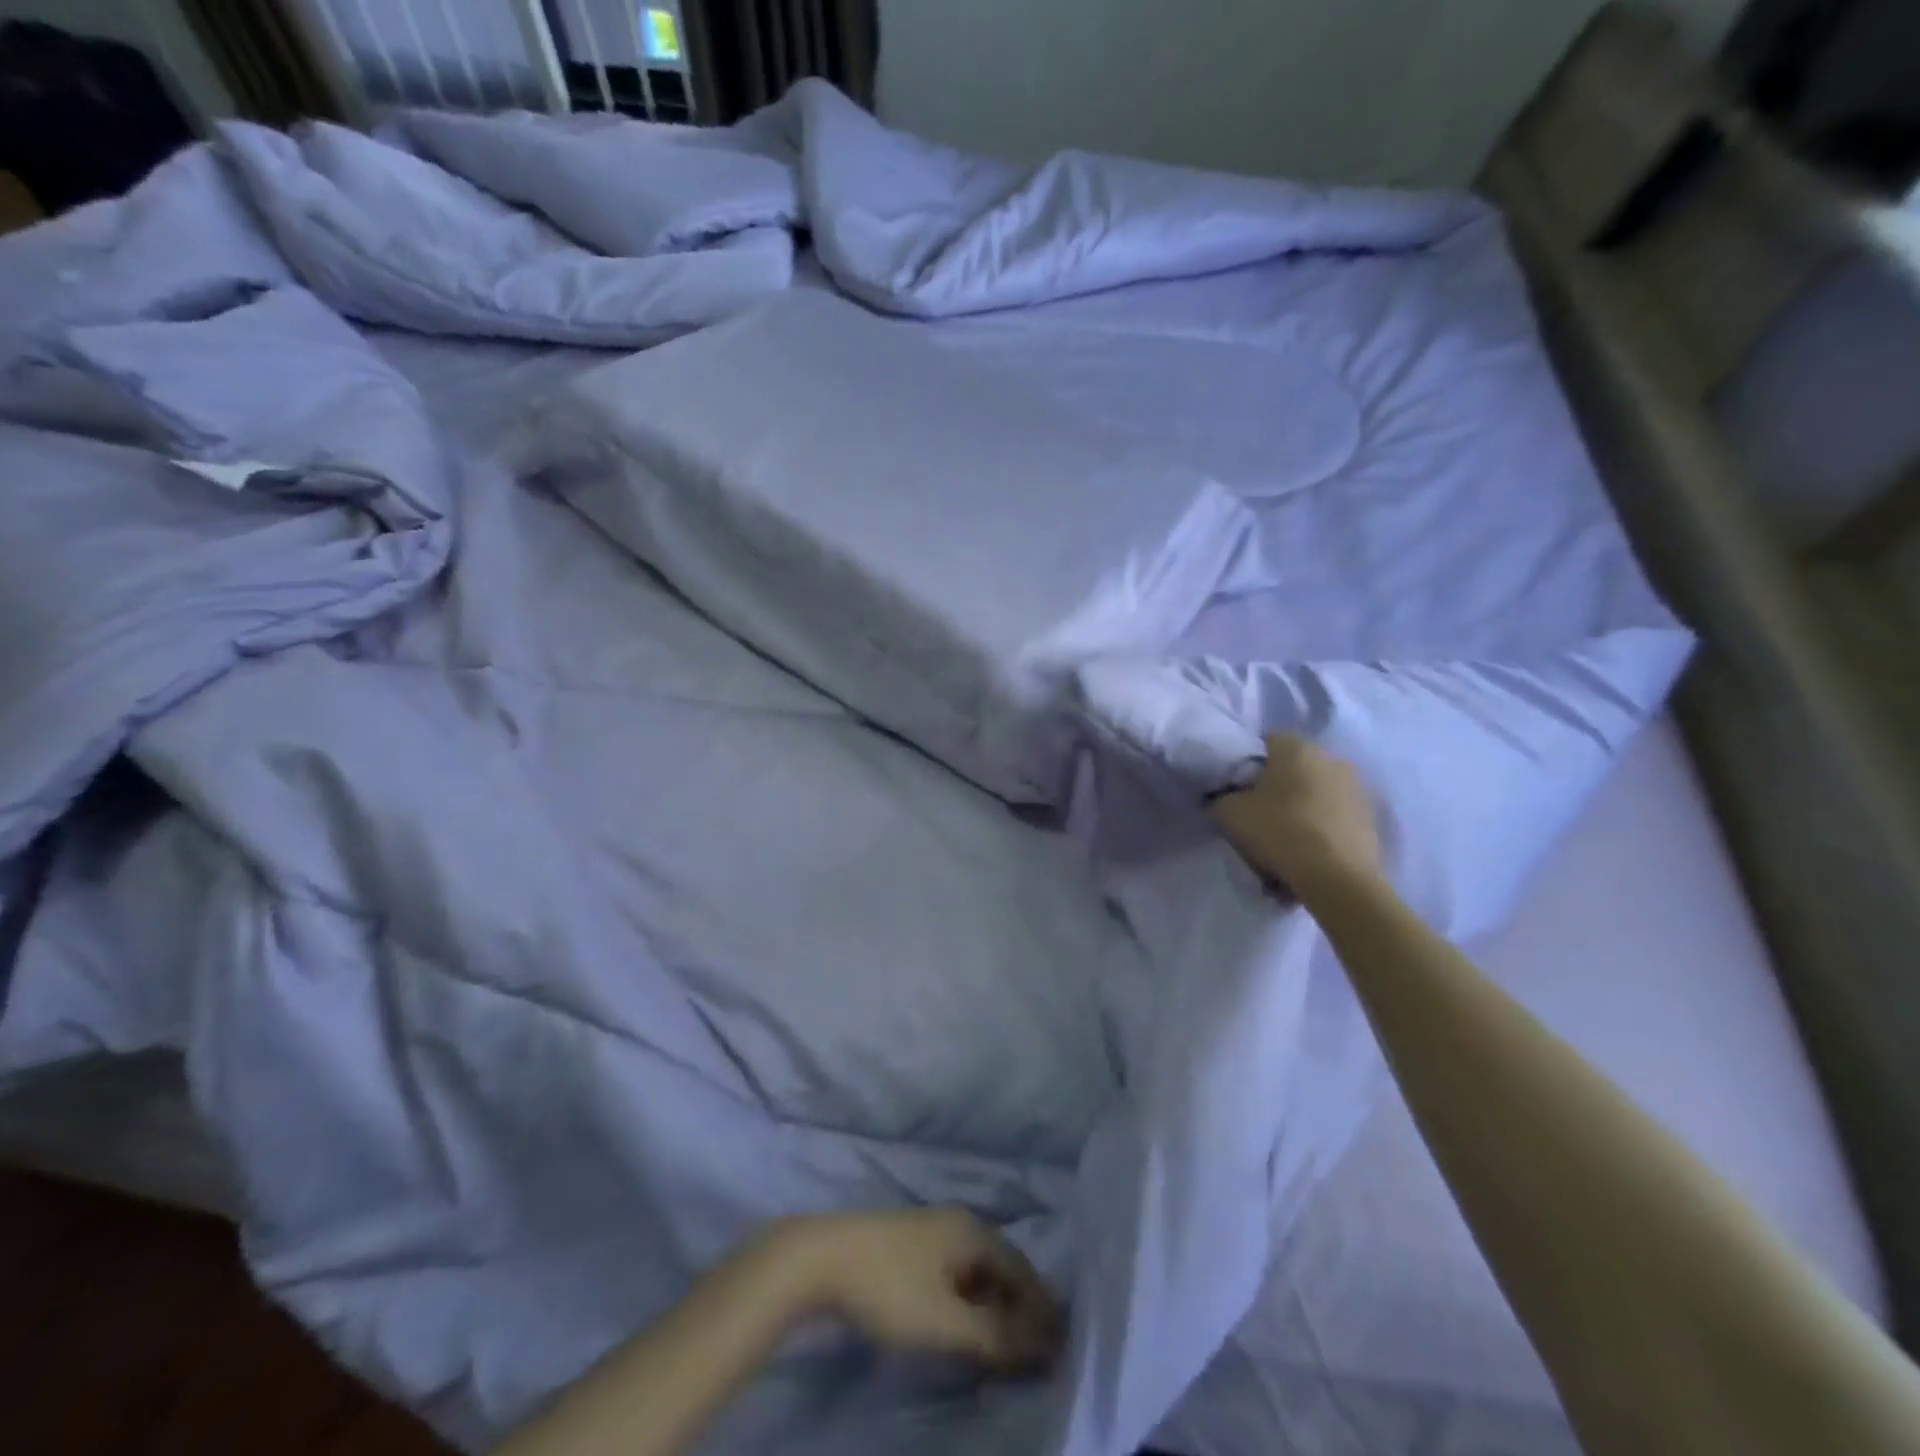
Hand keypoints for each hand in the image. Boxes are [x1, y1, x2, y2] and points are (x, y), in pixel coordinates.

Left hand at [772, 1209, 1063, 1374]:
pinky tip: (966, 1328)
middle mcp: (961, 1224)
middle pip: (1004, 1270)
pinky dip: (971, 1302)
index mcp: (975, 1232)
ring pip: (979, 1273)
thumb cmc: (890, 1288)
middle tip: (1036, 1357)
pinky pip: (958, 1274)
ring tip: (1005, 1350)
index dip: (1043, 1313)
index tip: (1060, 1352)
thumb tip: (1043, 1345)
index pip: (1024, 1273)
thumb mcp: (946, 1321)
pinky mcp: (913, 1246)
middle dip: (1022, 1312)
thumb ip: (995, 1336)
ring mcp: (935, 1231)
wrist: (823, 1257)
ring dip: (995, 1310)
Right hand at [1208, 735, 1382, 899]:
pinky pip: (1335, 817)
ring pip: (1317, 792)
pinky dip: (1321, 829)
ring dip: (1302, 808)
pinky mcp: (1371, 819)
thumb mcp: (1229, 814)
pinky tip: (1308, 854)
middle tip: (1259, 814)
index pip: (1267, 741)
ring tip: (1285, 840)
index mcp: (1297, 748)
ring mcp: (1357, 788)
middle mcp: (1332, 758)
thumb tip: (1223, 798)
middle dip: (1278, 786)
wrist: (1337, 879)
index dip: (1249, 763)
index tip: (1238, 788)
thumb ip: (1221, 798)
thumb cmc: (1279, 831)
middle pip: (1295, 767)